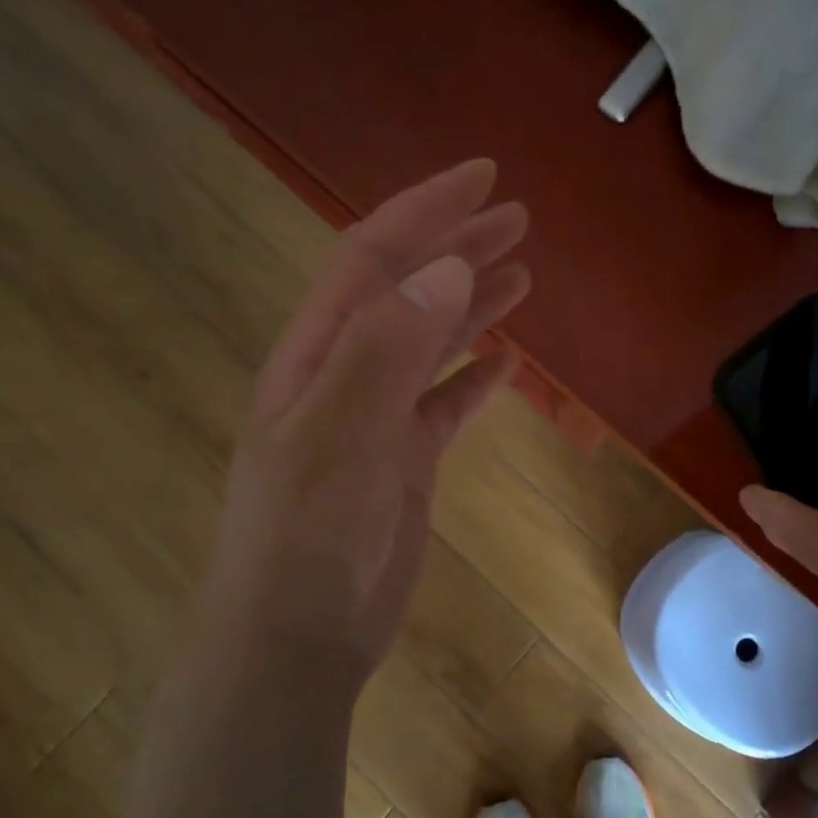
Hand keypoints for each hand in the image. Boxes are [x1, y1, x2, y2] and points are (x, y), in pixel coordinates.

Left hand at [200, 159, 530, 683]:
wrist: (296, 639)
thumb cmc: (306, 536)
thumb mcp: (339, 436)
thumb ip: (387, 349)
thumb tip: (447, 269)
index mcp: (319, 353)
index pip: (374, 258)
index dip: (426, 210)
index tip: (484, 178)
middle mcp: (347, 373)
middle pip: (408, 290)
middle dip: (458, 246)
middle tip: (517, 217)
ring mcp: (377, 418)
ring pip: (432, 342)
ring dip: (473, 303)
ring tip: (521, 273)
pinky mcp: (404, 461)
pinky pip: (446, 404)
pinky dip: (474, 377)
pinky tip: (506, 362)